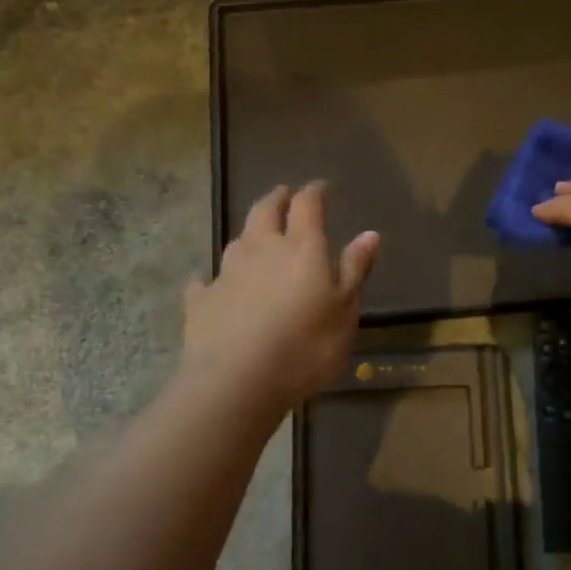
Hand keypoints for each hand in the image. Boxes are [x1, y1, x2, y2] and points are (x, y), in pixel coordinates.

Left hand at [182, 182, 379, 410]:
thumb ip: (355, 269)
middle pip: (265, 211)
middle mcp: (261, 249)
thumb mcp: (344, 311)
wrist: (237, 381)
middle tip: (284, 194)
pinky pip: (204, 281)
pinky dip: (210, 278)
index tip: (321, 188)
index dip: (314, 193)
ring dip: (249, 235)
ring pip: (237, 241)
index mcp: (301, 247)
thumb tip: (369, 233)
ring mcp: (226, 273)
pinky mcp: (201, 300)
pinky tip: (207, 283)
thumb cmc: (305, 346)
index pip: (307, 205)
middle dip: (276, 199)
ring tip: (256, 237)